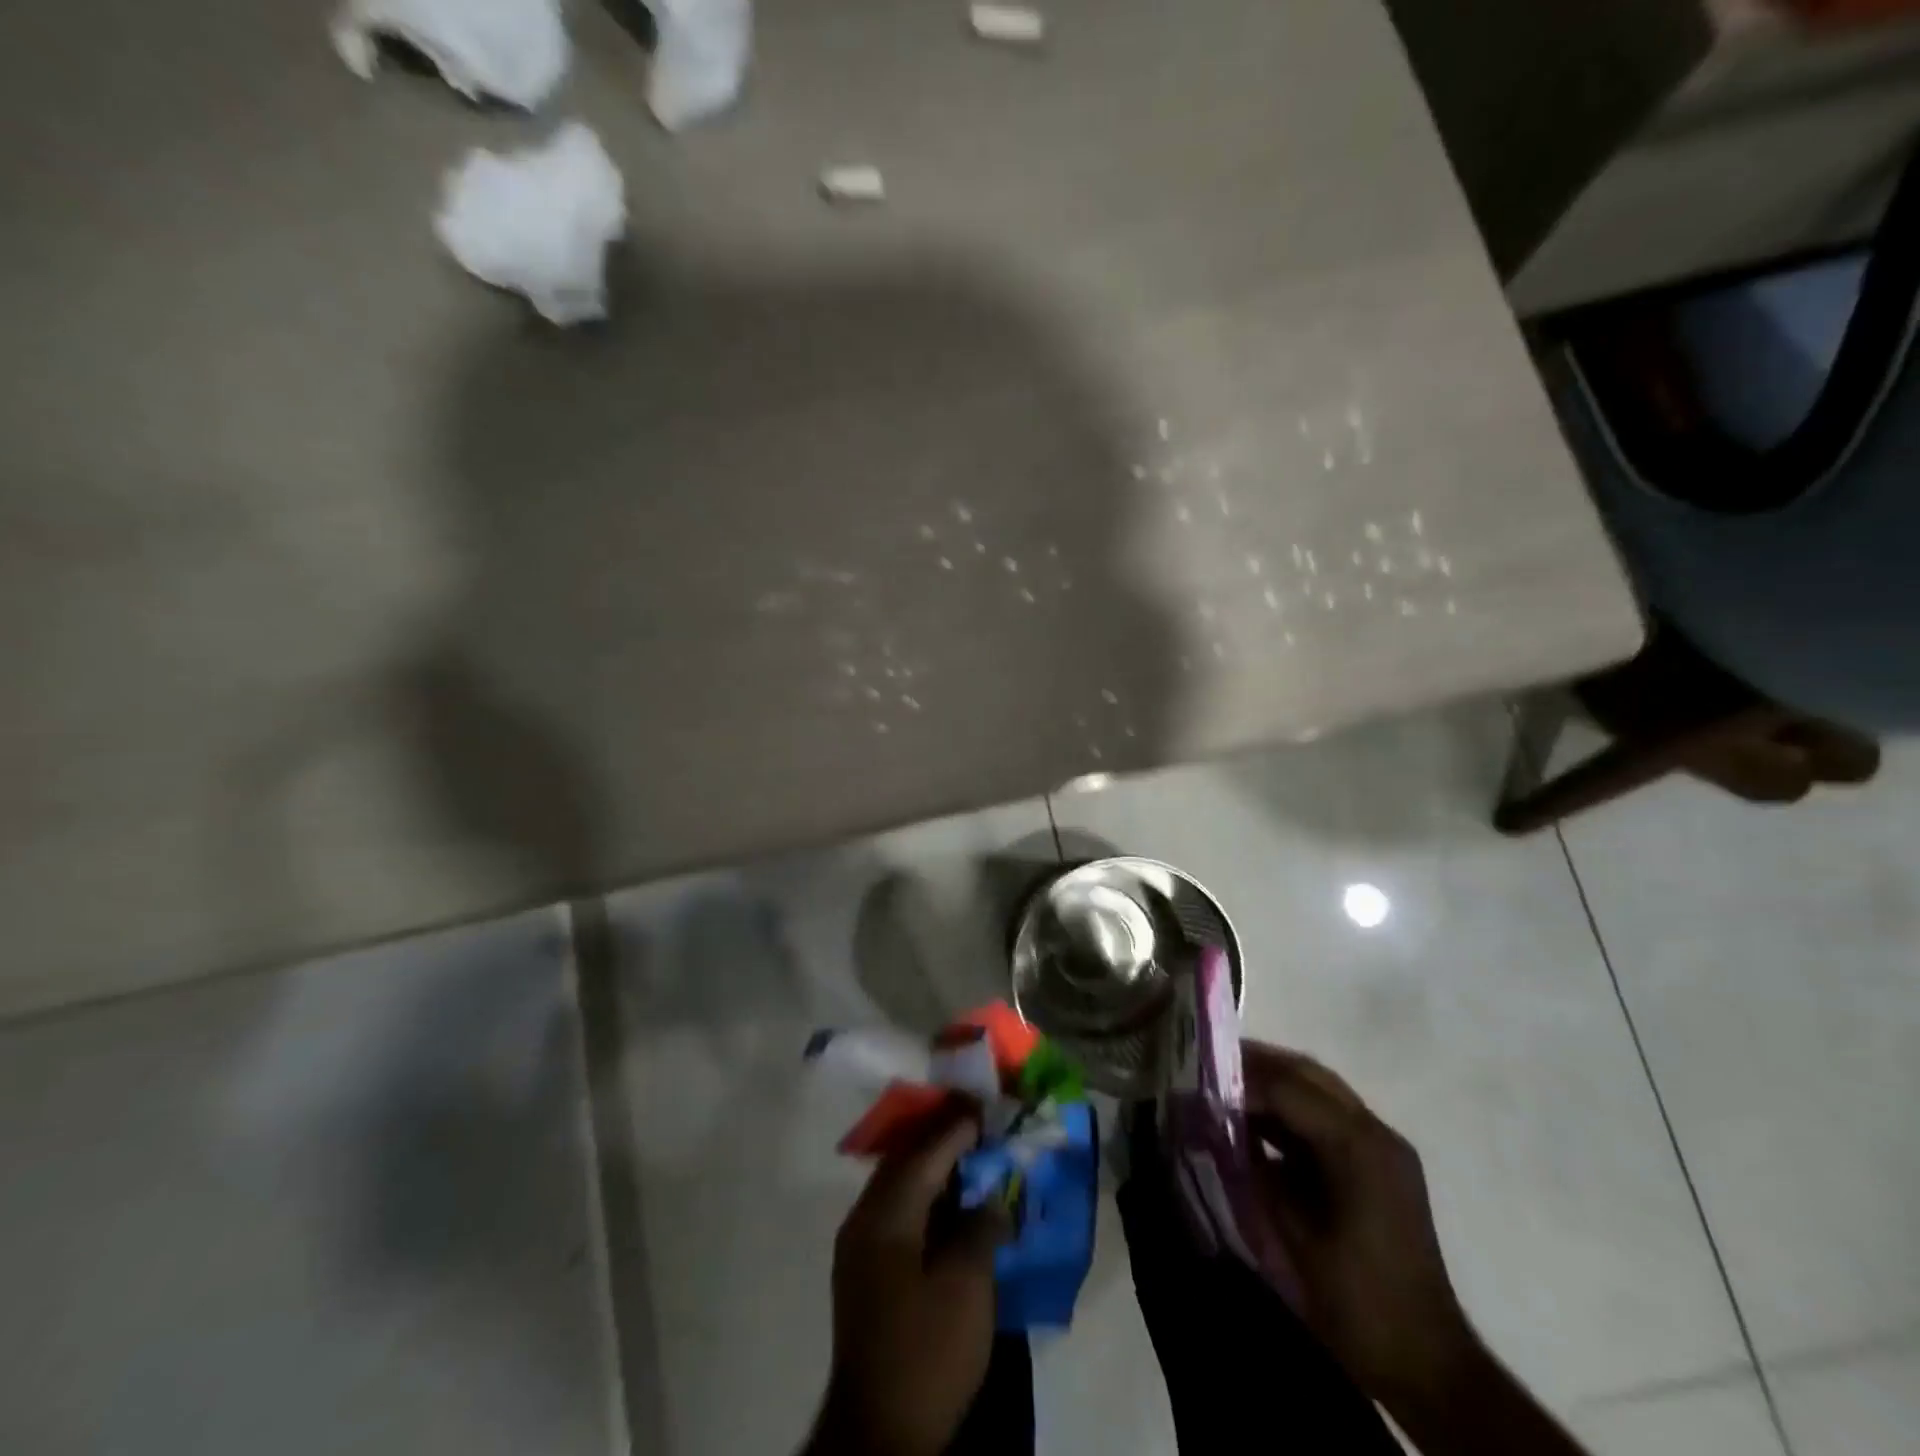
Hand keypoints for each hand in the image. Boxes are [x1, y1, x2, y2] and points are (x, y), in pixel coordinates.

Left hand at [808, 1113, 1002, 1455]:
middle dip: (942, 1141)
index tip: (982, 1105)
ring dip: (933, 1170)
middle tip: (978, 1124)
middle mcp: (864, 1219)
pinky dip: (925, 1200)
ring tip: (970, 1157)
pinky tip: (951, 1205)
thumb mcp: (966, 1287)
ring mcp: (859, 1247)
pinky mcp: (865, 1273)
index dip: (955, 1128)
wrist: (879, 1434)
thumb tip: (992, 1196)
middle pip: (906, 1164)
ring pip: (900, 1188)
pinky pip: (897, 1214)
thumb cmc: (927, 1351)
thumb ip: (981, 1228)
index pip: (924, 1154)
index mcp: (885, 1215)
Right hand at [1243, 1042, 1477, 1402]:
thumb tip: (1214, 1125)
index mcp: (1359, 1146)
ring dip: (1274, 1084)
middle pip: (1308, 1074)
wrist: (1424, 1362)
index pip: (1289, 1086)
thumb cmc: (1354, 1299)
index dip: (1240, 1080)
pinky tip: (1259, 1125)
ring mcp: (1382, 1148)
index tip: (1199, 1083)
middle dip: (1257, 1066)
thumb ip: (1253, 1167)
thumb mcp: (1291, 1232)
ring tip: (1227, 1091)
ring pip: (1319, 1090)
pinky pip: (1328, 1117)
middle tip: (1211, 1069)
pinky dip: (1291, 1111)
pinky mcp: (1379, 1166)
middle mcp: (1376, 1133)